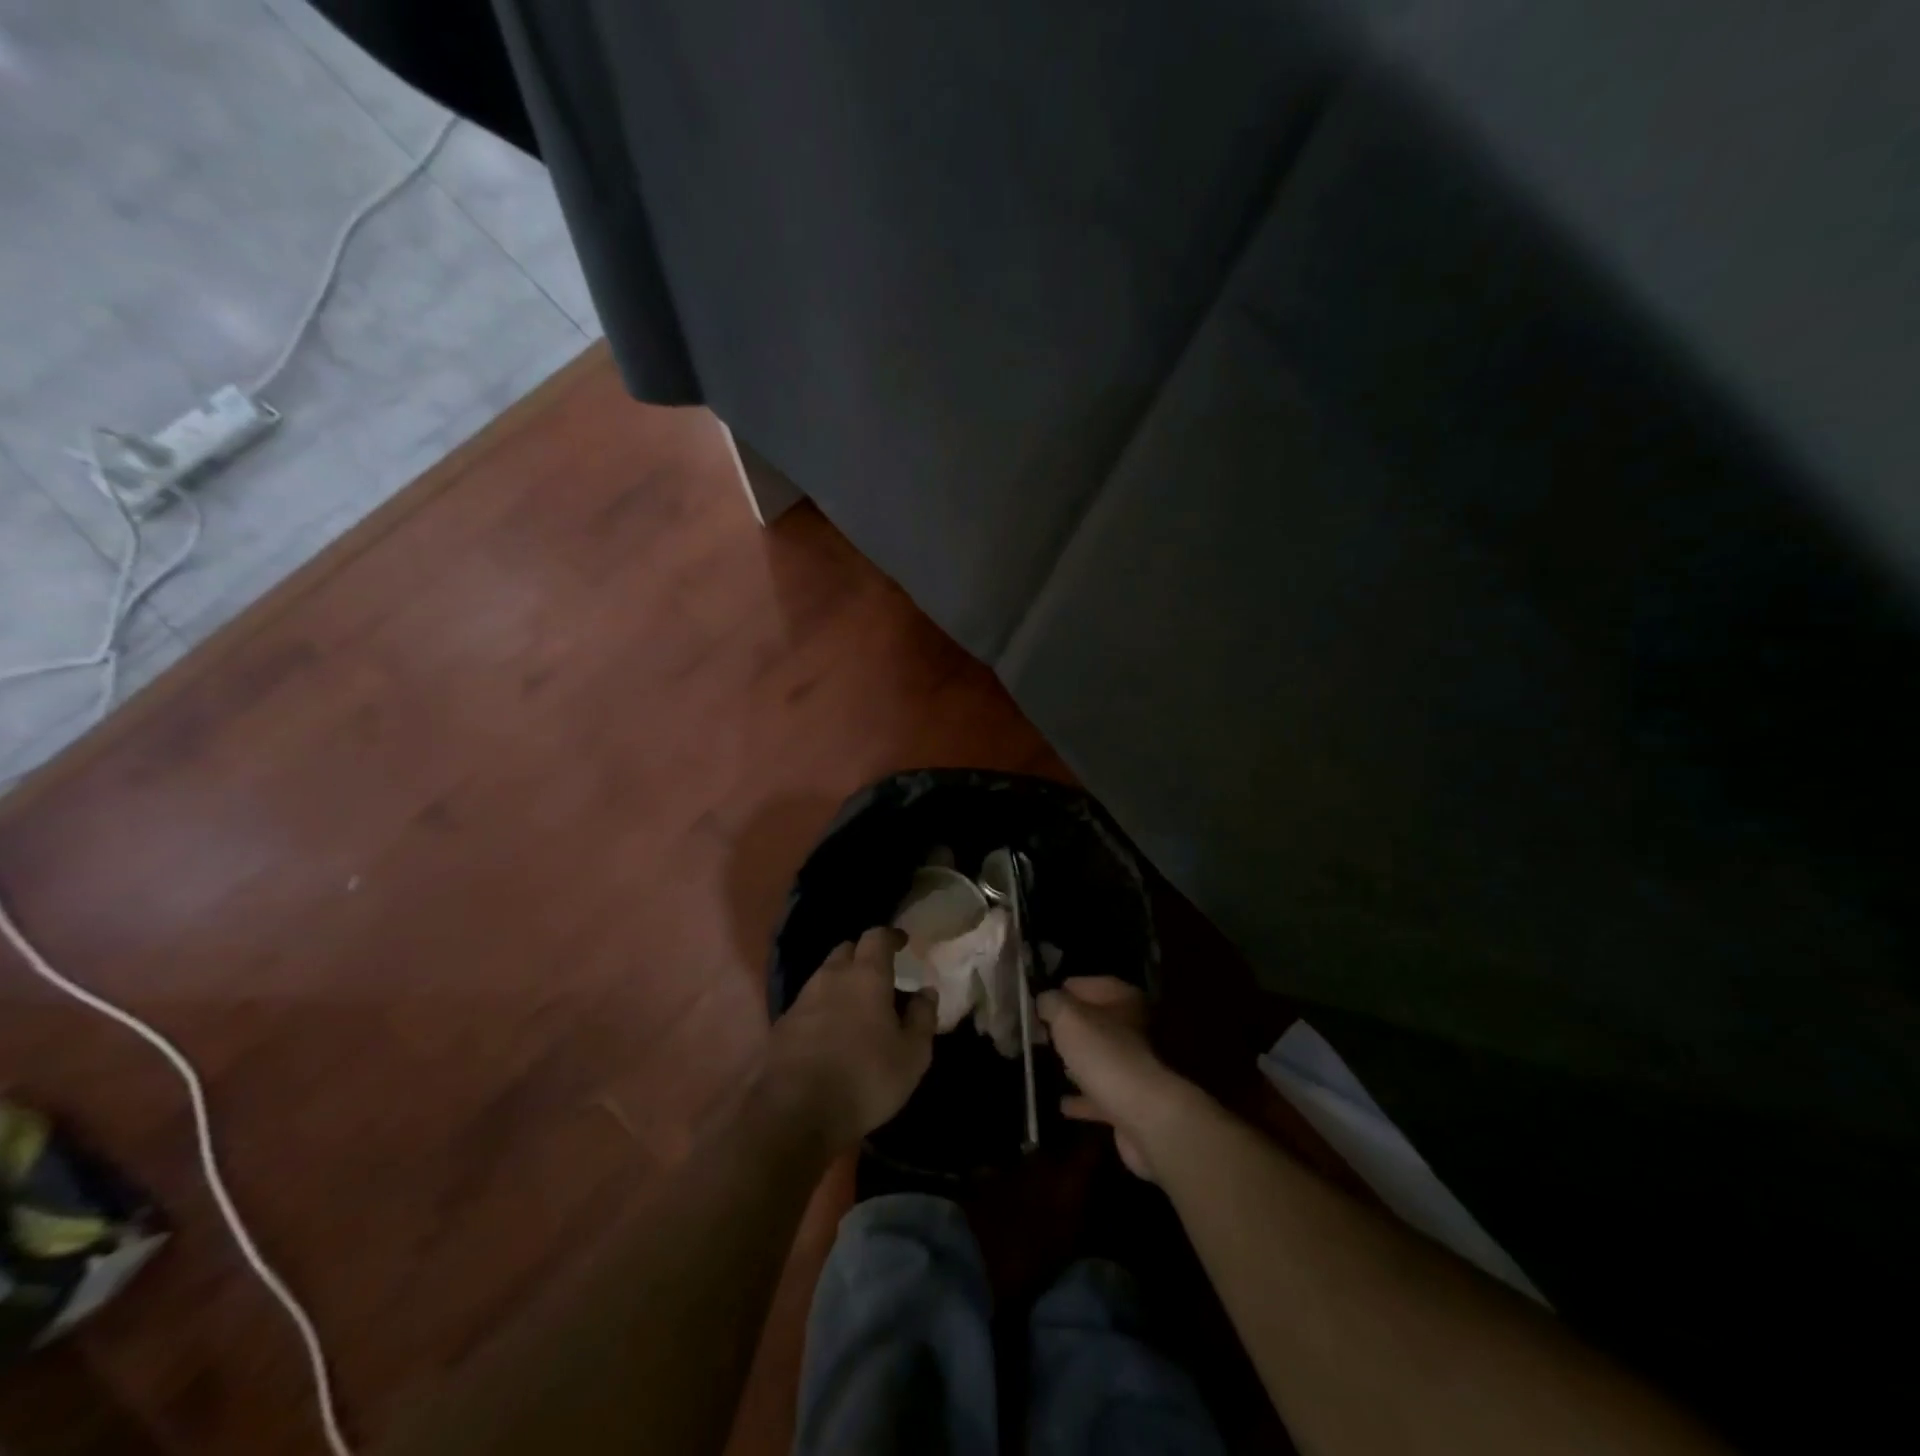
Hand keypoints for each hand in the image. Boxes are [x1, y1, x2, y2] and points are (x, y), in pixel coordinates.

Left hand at [761, 927, 935, 1149]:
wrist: (793, 1113)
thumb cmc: (865, 1078)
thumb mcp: (912, 1055)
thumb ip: (922, 1018)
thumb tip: (926, 992)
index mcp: (866, 975)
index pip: (876, 937)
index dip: (890, 936)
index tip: (902, 942)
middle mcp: (831, 977)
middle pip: (846, 950)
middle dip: (863, 956)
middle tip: (880, 974)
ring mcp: (802, 1000)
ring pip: (825, 976)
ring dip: (842, 982)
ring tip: (857, 1005)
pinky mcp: (782, 1025)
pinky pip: (808, 1003)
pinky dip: (823, 1007)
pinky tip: (831, 1032)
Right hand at [1037, 976, 1192, 1180]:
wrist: (1145, 1117)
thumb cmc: (1104, 1054)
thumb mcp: (1067, 1017)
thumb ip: (1051, 1002)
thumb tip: (1045, 1000)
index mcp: (1123, 999)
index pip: (1085, 984)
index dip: (1060, 991)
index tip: (1035, 1004)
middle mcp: (1133, 1028)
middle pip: (1093, 1021)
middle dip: (1067, 1028)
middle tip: (1038, 1033)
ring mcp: (1132, 1067)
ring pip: (1097, 1057)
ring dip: (1076, 1061)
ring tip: (1046, 1063)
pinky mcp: (1128, 1101)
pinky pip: (1098, 1095)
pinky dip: (1081, 1098)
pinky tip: (1061, 1104)